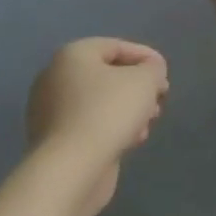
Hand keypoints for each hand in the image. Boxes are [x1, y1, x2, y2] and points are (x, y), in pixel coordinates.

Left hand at [26, 38, 168, 213]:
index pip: (117, 46)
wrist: (71, 168)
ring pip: (100, 102)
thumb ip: (153, 68)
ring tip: (148, 124)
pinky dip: (112, 128)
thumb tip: (151, 71)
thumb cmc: (109, 112)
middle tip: (159, 100)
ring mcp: (50, 111)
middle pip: (108, 75)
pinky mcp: (54, 140)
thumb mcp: (146, 79)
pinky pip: (90, 125)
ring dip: (128, 110)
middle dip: (138, 87)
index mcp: (72, 56)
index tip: (165, 75)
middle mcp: (55, 78)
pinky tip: (131, 141)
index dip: (147, 57)